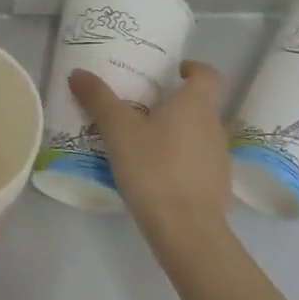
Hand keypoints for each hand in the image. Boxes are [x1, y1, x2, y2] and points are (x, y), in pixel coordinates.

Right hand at [70, 61, 231, 259]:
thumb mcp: (118, 131)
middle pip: (201, 104)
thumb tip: (78, 72)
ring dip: (178, 133)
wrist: (187, 230)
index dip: (194, 68)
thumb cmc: (154, 168)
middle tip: (142, 108)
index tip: (174, 72)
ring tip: (144, 143)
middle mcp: (214, 125)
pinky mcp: (218, 186)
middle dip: (175, 103)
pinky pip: (199, 162)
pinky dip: (181, 161)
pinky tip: (156, 175)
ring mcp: (220, 158)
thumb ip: (99, 99)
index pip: (208, 74)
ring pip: (199, 134)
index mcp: (196, 104)